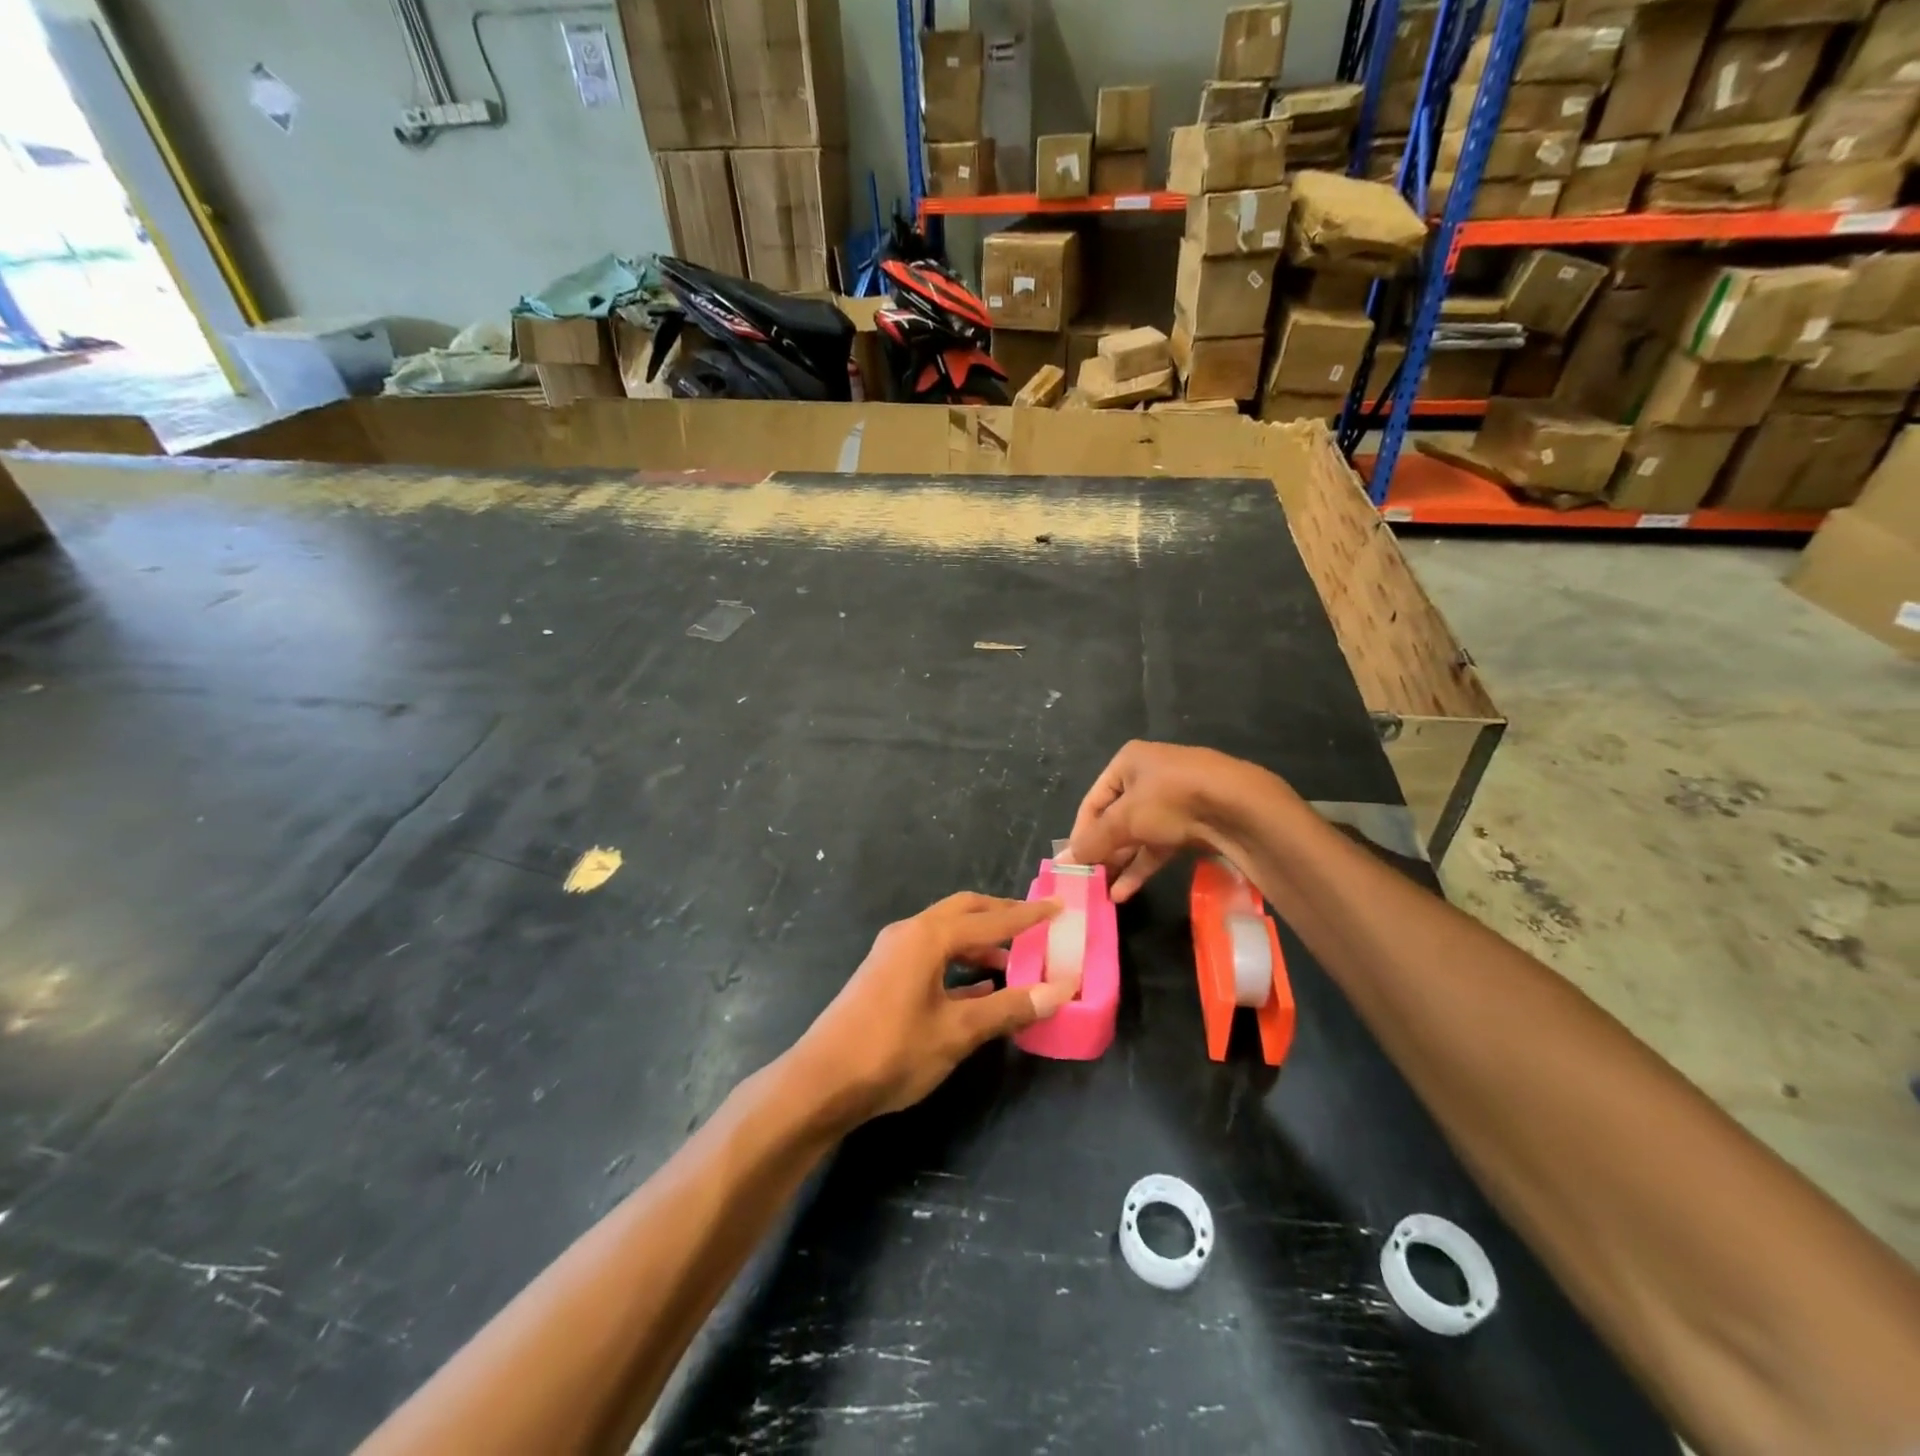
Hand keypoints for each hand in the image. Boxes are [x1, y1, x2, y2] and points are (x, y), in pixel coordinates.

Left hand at [795, 893, 1067, 1123]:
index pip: (991, 919)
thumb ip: (1008, 1008)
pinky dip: (960, 962)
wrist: (822, 1081)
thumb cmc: (893, 1051)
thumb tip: (1059, 991)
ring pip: (947, 934)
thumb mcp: (957, 1032)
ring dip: (980, 942)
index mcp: (928, 936)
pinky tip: (981, 987)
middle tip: (1037, 926)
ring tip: (1016, 961)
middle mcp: (910, 933)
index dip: (1028, 916)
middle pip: (964, 912)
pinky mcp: (885, 974)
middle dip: (1001, 916)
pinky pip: (932, 954)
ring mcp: (894, 952)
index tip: (1059, 908)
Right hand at [1066, 741, 1274, 900]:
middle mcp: (1149, 775)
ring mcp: (1174, 799)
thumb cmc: (1170, 799)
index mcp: (1128, 762)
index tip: (1074, 864)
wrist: (1238, 806)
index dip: (1081, 833)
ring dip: (1121, 863)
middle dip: (1103, 851)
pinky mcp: (1193, 822)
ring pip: (1138, 834)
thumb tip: (1062, 862)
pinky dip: (1142, 865)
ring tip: (1103, 892)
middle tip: (1089, 880)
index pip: (1093, 802)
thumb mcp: (1124, 820)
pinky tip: (1125, 891)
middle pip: (1115, 819)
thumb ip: (1093, 842)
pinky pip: (1159, 845)